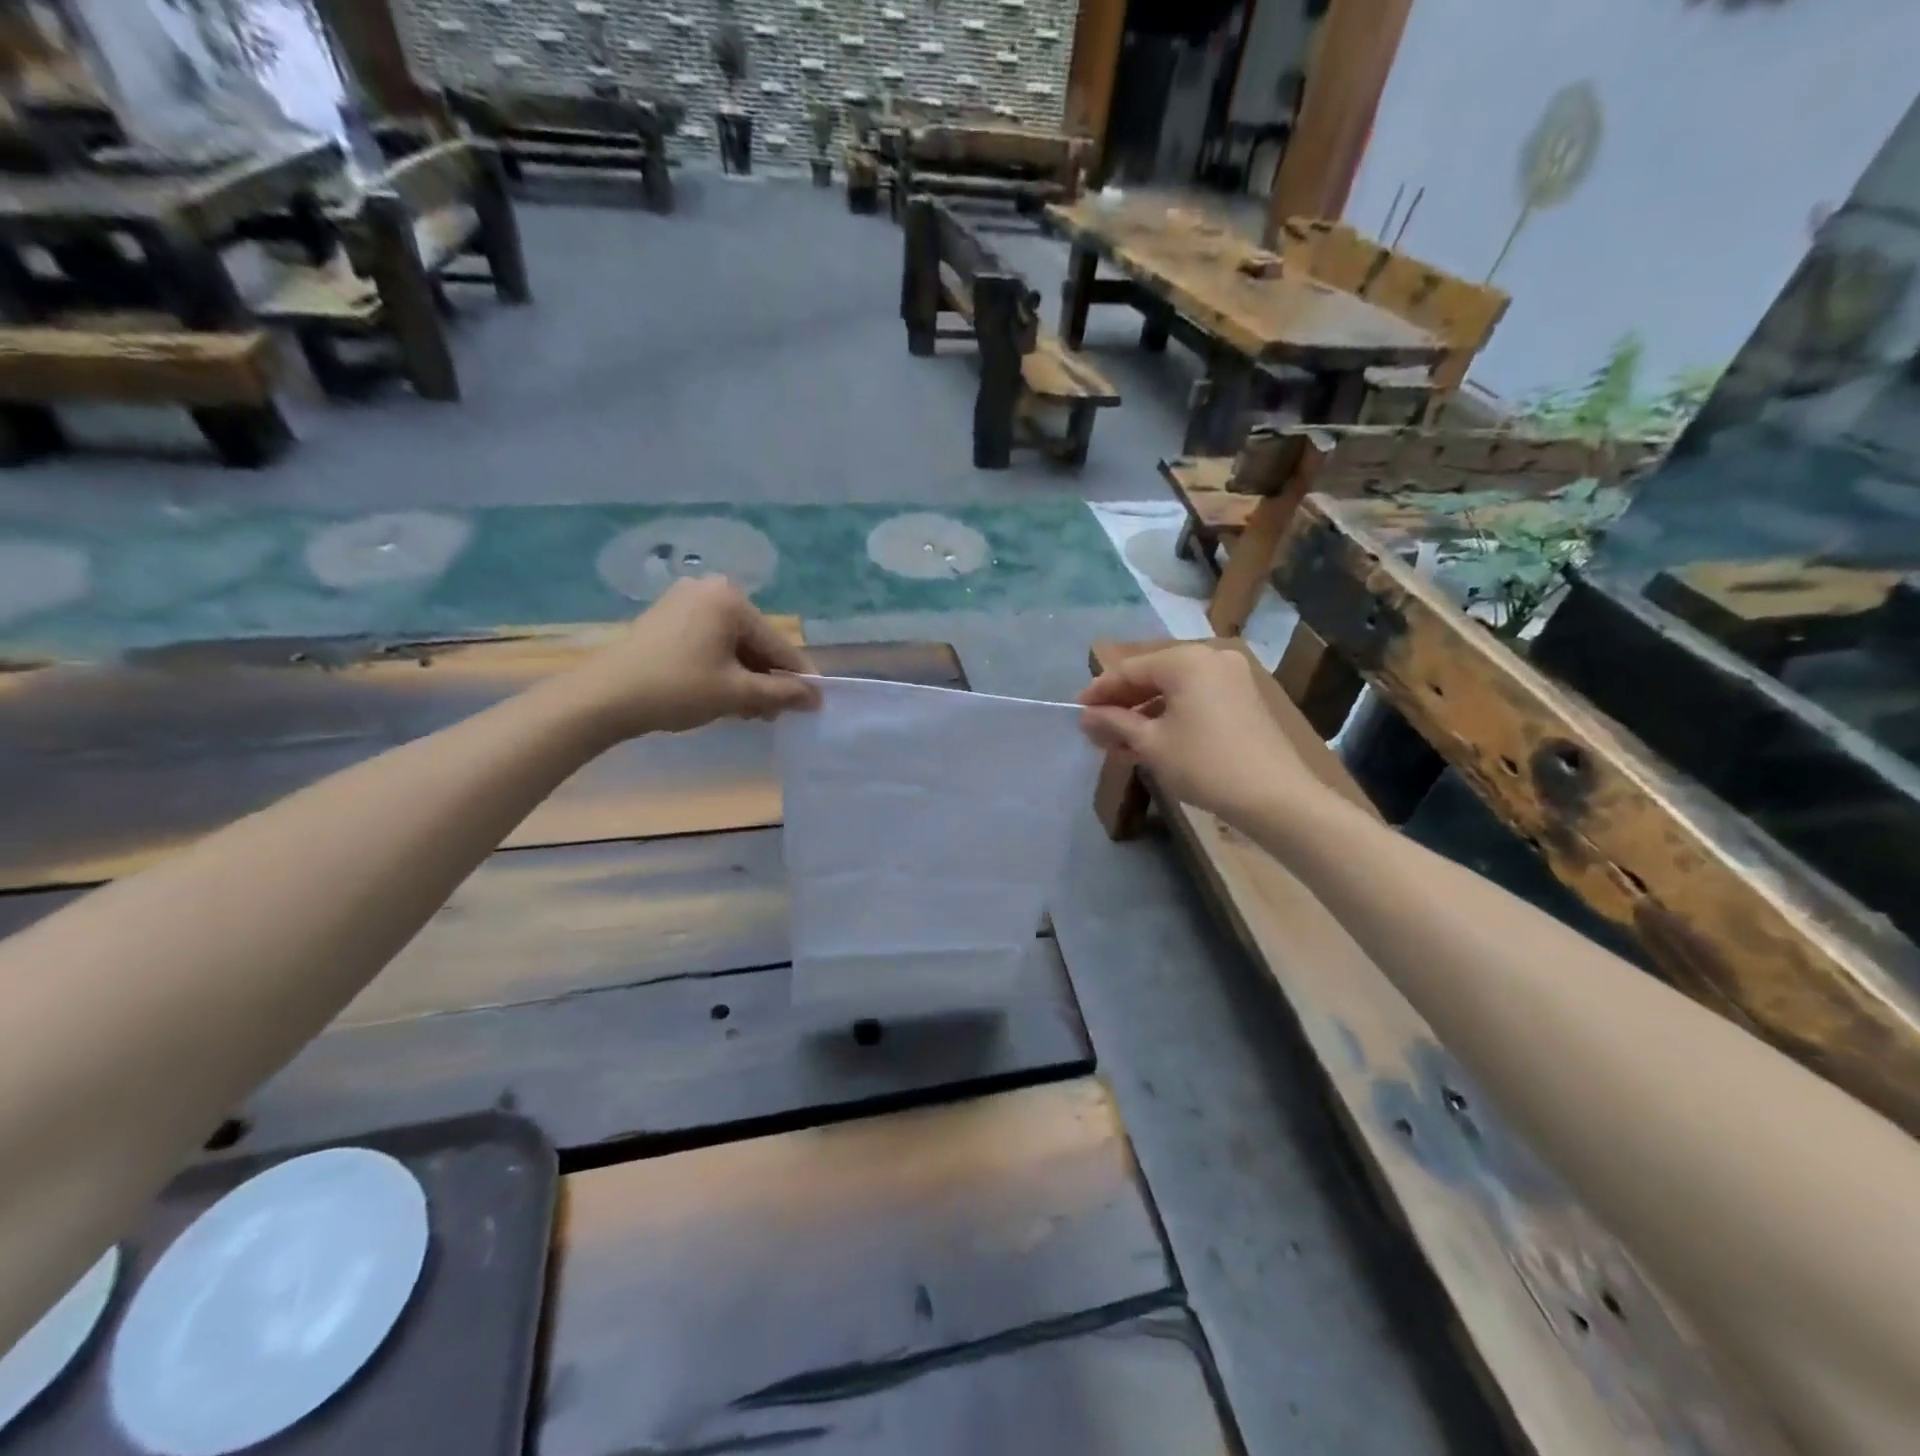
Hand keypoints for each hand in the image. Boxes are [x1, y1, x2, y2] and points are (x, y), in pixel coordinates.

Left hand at [563, 578, 819, 737]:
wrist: (604, 698)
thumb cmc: (678, 689)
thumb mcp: (737, 693)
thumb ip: (782, 693)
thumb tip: (816, 698)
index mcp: (731, 600)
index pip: (777, 644)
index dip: (798, 677)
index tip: (815, 703)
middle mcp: (710, 590)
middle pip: (754, 642)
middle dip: (768, 679)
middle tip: (775, 714)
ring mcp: (684, 601)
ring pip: (732, 644)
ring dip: (745, 677)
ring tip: (749, 711)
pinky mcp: (666, 617)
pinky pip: (709, 642)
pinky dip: (721, 667)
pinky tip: (723, 694)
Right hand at [1078, 645, 1317, 820]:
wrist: (1274, 797)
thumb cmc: (1204, 764)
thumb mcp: (1151, 744)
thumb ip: (1115, 722)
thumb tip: (1085, 716)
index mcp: (1186, 661)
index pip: (1130, 669)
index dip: (1100, 691)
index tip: (1077, 711)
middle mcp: (1211, 659)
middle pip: (1153, 676)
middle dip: (1122, 704)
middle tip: (1096, 730)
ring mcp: (1232, 678)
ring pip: (1174, 690)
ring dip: (1145, 713)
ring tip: (1119, 742)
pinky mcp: (1244, 700)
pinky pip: (1196, 699)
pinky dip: (1171, 716)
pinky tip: (1152, 740)